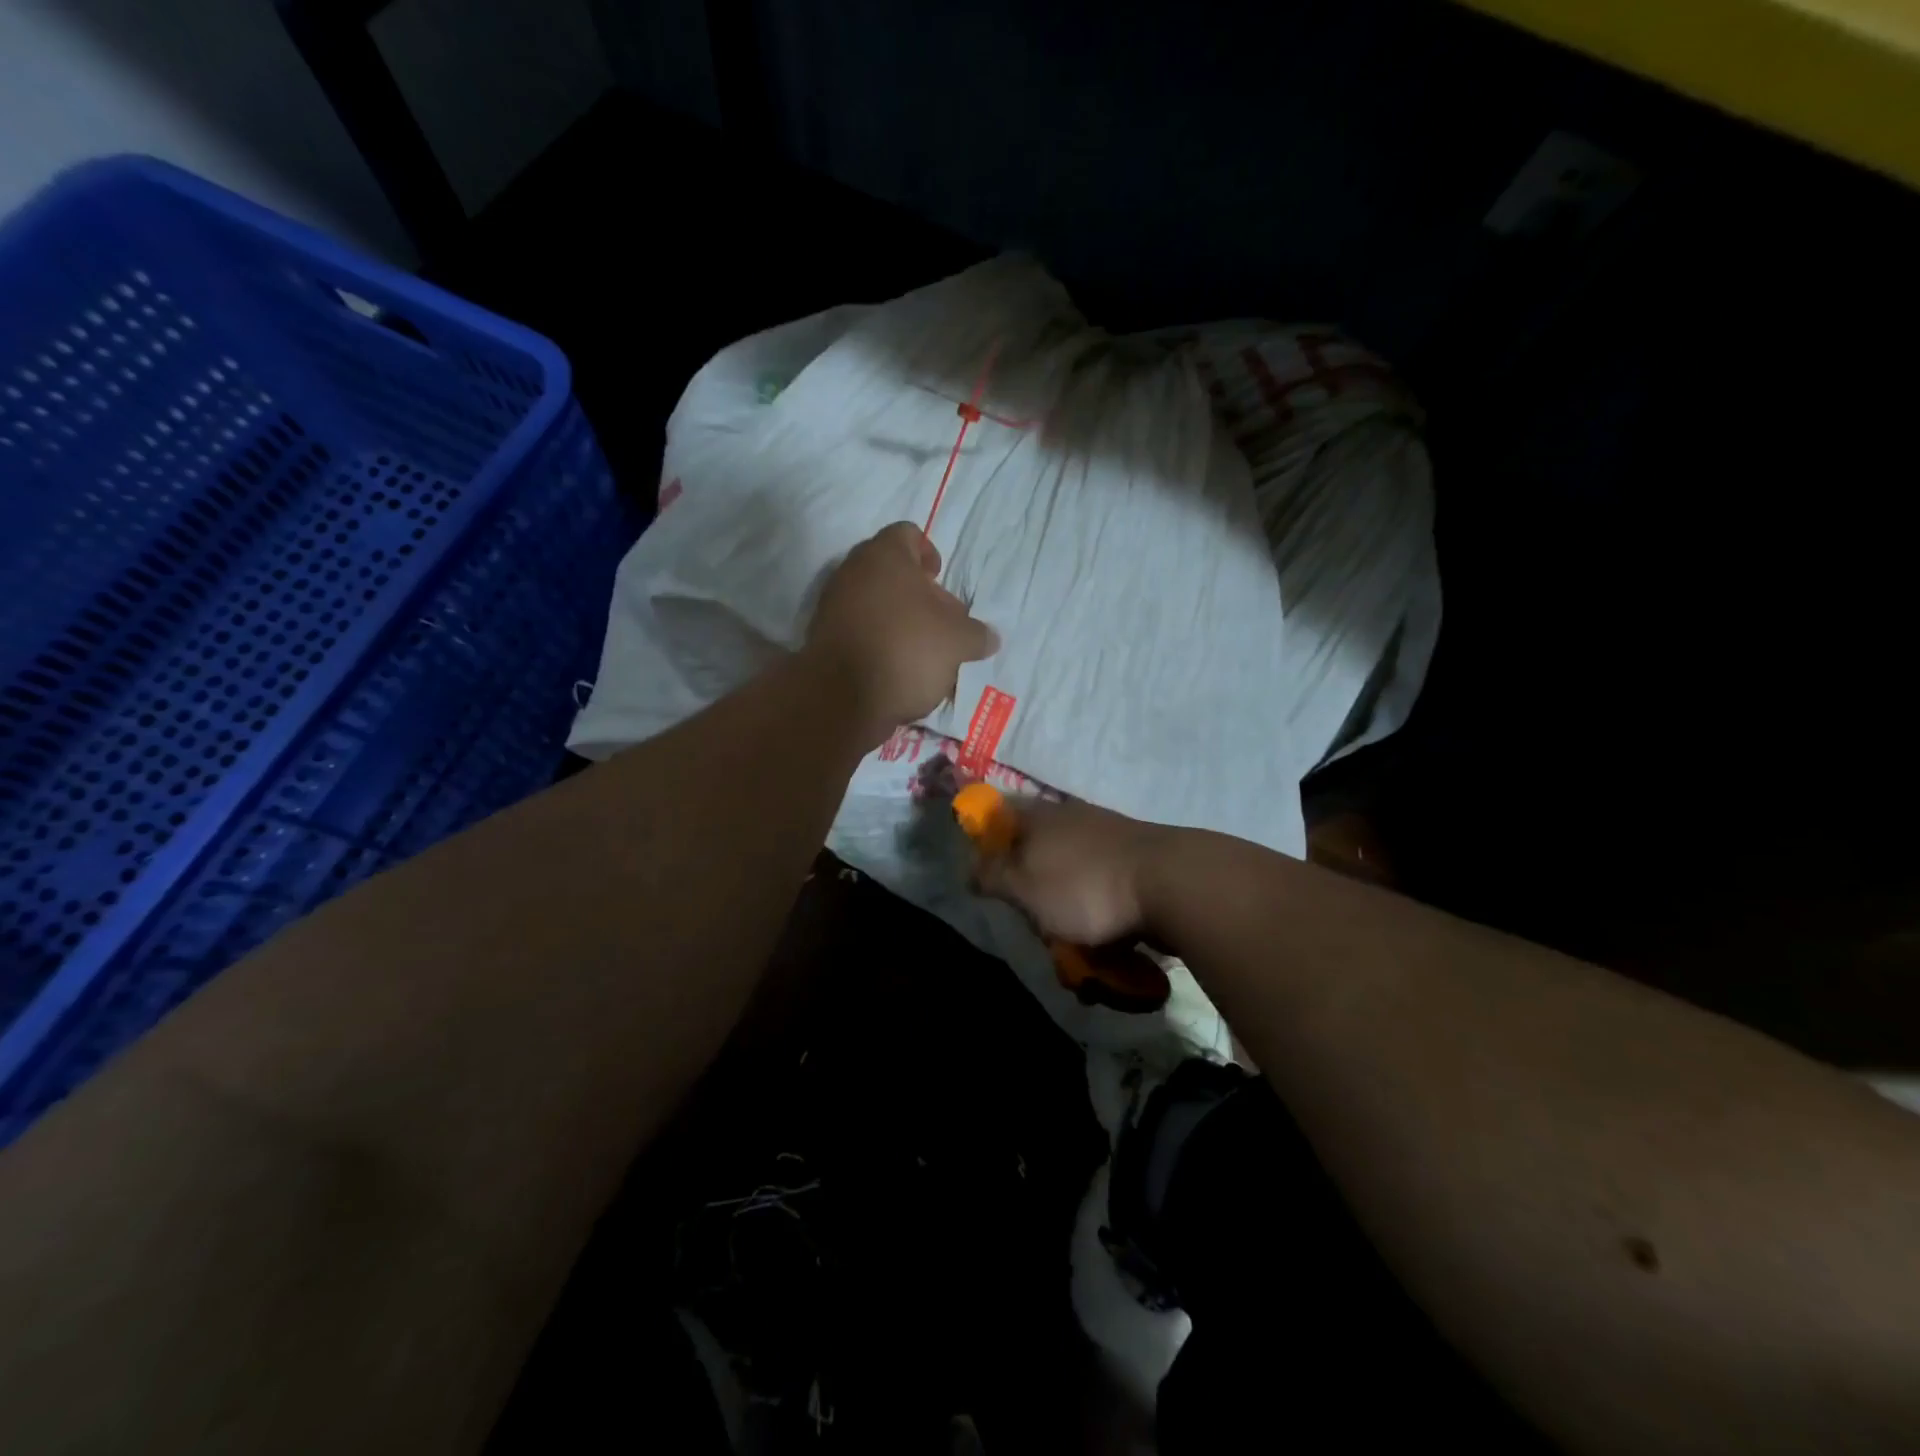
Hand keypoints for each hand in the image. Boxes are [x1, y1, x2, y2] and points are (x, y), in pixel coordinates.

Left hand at [805, 522, 999, 744]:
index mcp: (884, 556)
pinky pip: (858, 630)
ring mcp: (832, 605)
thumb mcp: (958, 641)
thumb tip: (989, 637)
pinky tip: (896, 668)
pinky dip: (877, 642)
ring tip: (921, 651)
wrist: (844, 697)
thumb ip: (977, 634)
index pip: (908, 534)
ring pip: (873, 603)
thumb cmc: (907, 649)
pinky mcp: (822, 638)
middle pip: (890, 571)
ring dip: (897, 620)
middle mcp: (852, 571)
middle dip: (916, 594)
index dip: (929, 553)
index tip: (939, 579)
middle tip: (938, 621)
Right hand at [972, 797, 1170, 945]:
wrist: (1172, 884)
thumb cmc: (1085, 886)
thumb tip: (970, 867)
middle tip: (1035, 923)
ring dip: (1067, 911)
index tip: (985, 877)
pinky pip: (1103, 890)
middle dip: (1032, 891)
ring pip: (1071, 875)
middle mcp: (1072, 818)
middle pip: (1035, 850)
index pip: (999, 814)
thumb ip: (992, 876)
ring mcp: (1107, 838)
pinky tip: (1108, 945)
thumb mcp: (1024, 887)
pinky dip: (1100, 915)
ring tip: (1075, 948)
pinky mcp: (1135, 862)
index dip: (985, 841)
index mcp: (1040, 816)